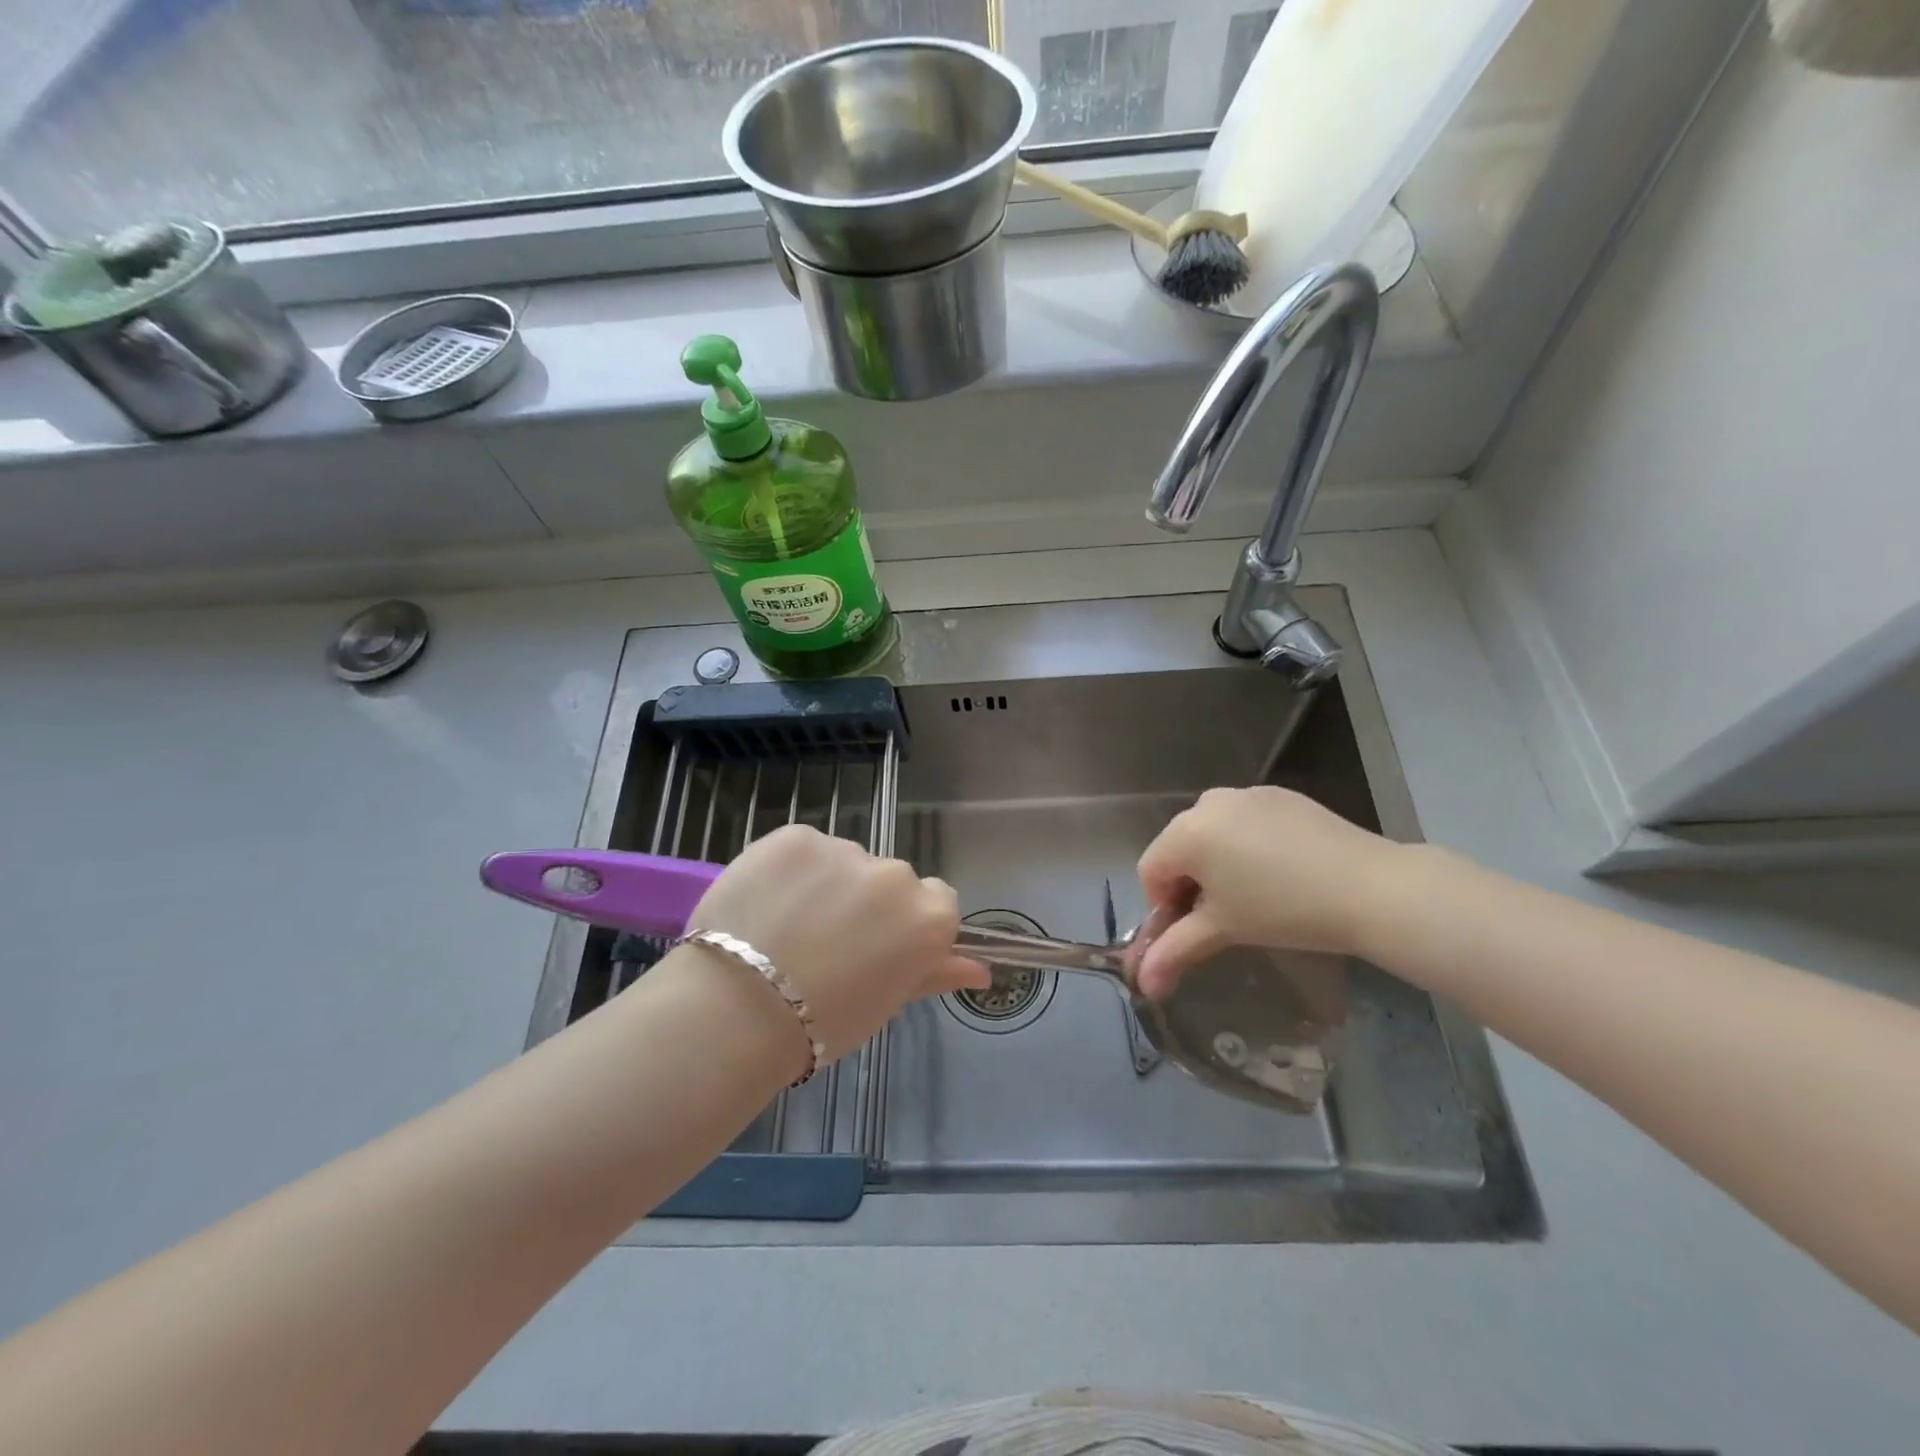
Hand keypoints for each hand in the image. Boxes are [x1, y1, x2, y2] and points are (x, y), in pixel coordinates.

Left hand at [687, 825, 989, 1061]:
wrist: (740, 1010)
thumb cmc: (825, 1022)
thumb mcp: (888, 1002)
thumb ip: (937, 973)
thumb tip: (982, 971)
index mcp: (928, 916)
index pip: (938, 901)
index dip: (908, 924)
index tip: (881, 948)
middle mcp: (896, 874)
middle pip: (889, 880)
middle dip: (867, 903)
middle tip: (828, 944)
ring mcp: (844, 850)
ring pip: (844, 863)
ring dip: (828, 884)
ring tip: (787, 927)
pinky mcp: (795, 836)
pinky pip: (803, 850)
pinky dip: (790, 870)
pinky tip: (766, 904)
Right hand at [1130, 786, 1406, 998]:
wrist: (1371, 887)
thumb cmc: (1284, 911)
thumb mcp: (1224, 930)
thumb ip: (1174, 952)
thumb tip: (1143, 985)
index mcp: (1186, 832)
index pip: (1150, 871)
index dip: (1163, 906)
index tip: (1194, 931)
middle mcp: (1208, 803)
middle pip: (1179, 848)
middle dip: (1190, 883)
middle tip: (1222, 916)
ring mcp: (1246, 794)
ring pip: (1212, 833)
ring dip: (1217, 863)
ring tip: (1253, 894)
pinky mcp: (1279, 795)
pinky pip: (1244, 821)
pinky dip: (1247, 845)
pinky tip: (1280, 871)